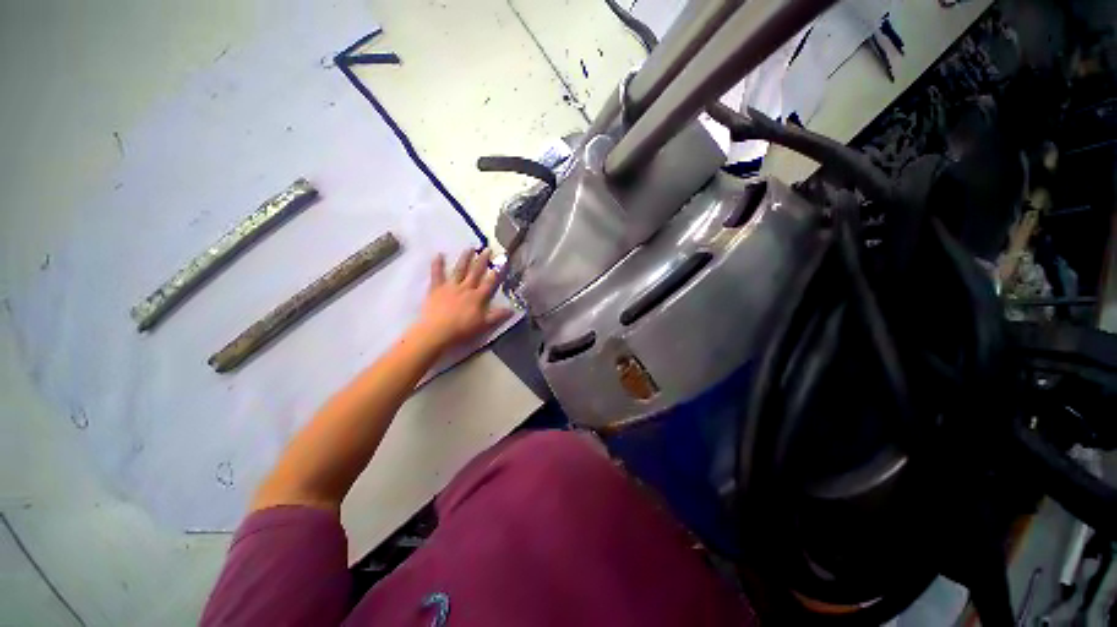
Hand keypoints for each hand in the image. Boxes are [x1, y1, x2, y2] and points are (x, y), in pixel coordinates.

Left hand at [416, 248, 512, 348]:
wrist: (437, 332)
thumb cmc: (462, 330)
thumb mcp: (484, 325)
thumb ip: (498, 316)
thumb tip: (513, 310)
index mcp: (478, 297)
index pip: (490, 282)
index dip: (497, 272)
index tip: (502, 261)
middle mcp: (466, 288)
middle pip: (476, 272)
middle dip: (482, 260)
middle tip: (487, 249)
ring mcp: (450, 287)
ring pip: (460, 270)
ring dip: (465, 258)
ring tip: (470, 248)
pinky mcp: (436, 289)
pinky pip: (437, 274)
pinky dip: (437, 264)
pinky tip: (438, 254)